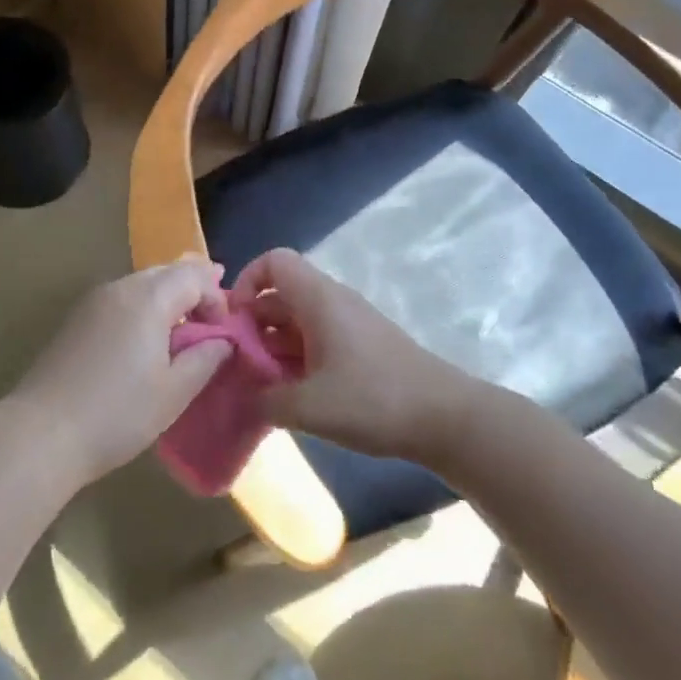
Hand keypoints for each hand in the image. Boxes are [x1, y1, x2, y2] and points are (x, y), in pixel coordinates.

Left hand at [4, 258, 233, 487]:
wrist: (42, 432)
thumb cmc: (118, 413)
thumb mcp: (174, 392)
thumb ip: (205, 358)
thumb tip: (223, 340)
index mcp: (148, 298)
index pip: (194, 275)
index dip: (217, 297)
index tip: (224, 331)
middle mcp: (119, 288)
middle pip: (166, 272)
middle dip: (193, 290)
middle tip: (212, 318)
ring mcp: (92, 301)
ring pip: (140, 284)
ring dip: (167, 299)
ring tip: (182, 329)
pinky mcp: (75, 320)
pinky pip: (120, 300)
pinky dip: (142, 309)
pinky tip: (145, 340)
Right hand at [231, 249, 468, 463]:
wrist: (446, 418)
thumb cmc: (373, 400)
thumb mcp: (307, 407)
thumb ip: (264, 400)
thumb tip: (245, 397)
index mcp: (318, 299)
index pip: (273, 261)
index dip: (245, 282)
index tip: (235, 324)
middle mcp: (332, 302)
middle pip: (279, 295)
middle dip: (253, 326)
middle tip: (239, 365)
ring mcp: (349, 324)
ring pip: (297, 321)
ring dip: (273, 347)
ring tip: (261, 386)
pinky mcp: (362, 348)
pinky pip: (317, 341)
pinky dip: (296, 360)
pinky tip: (293, 396)